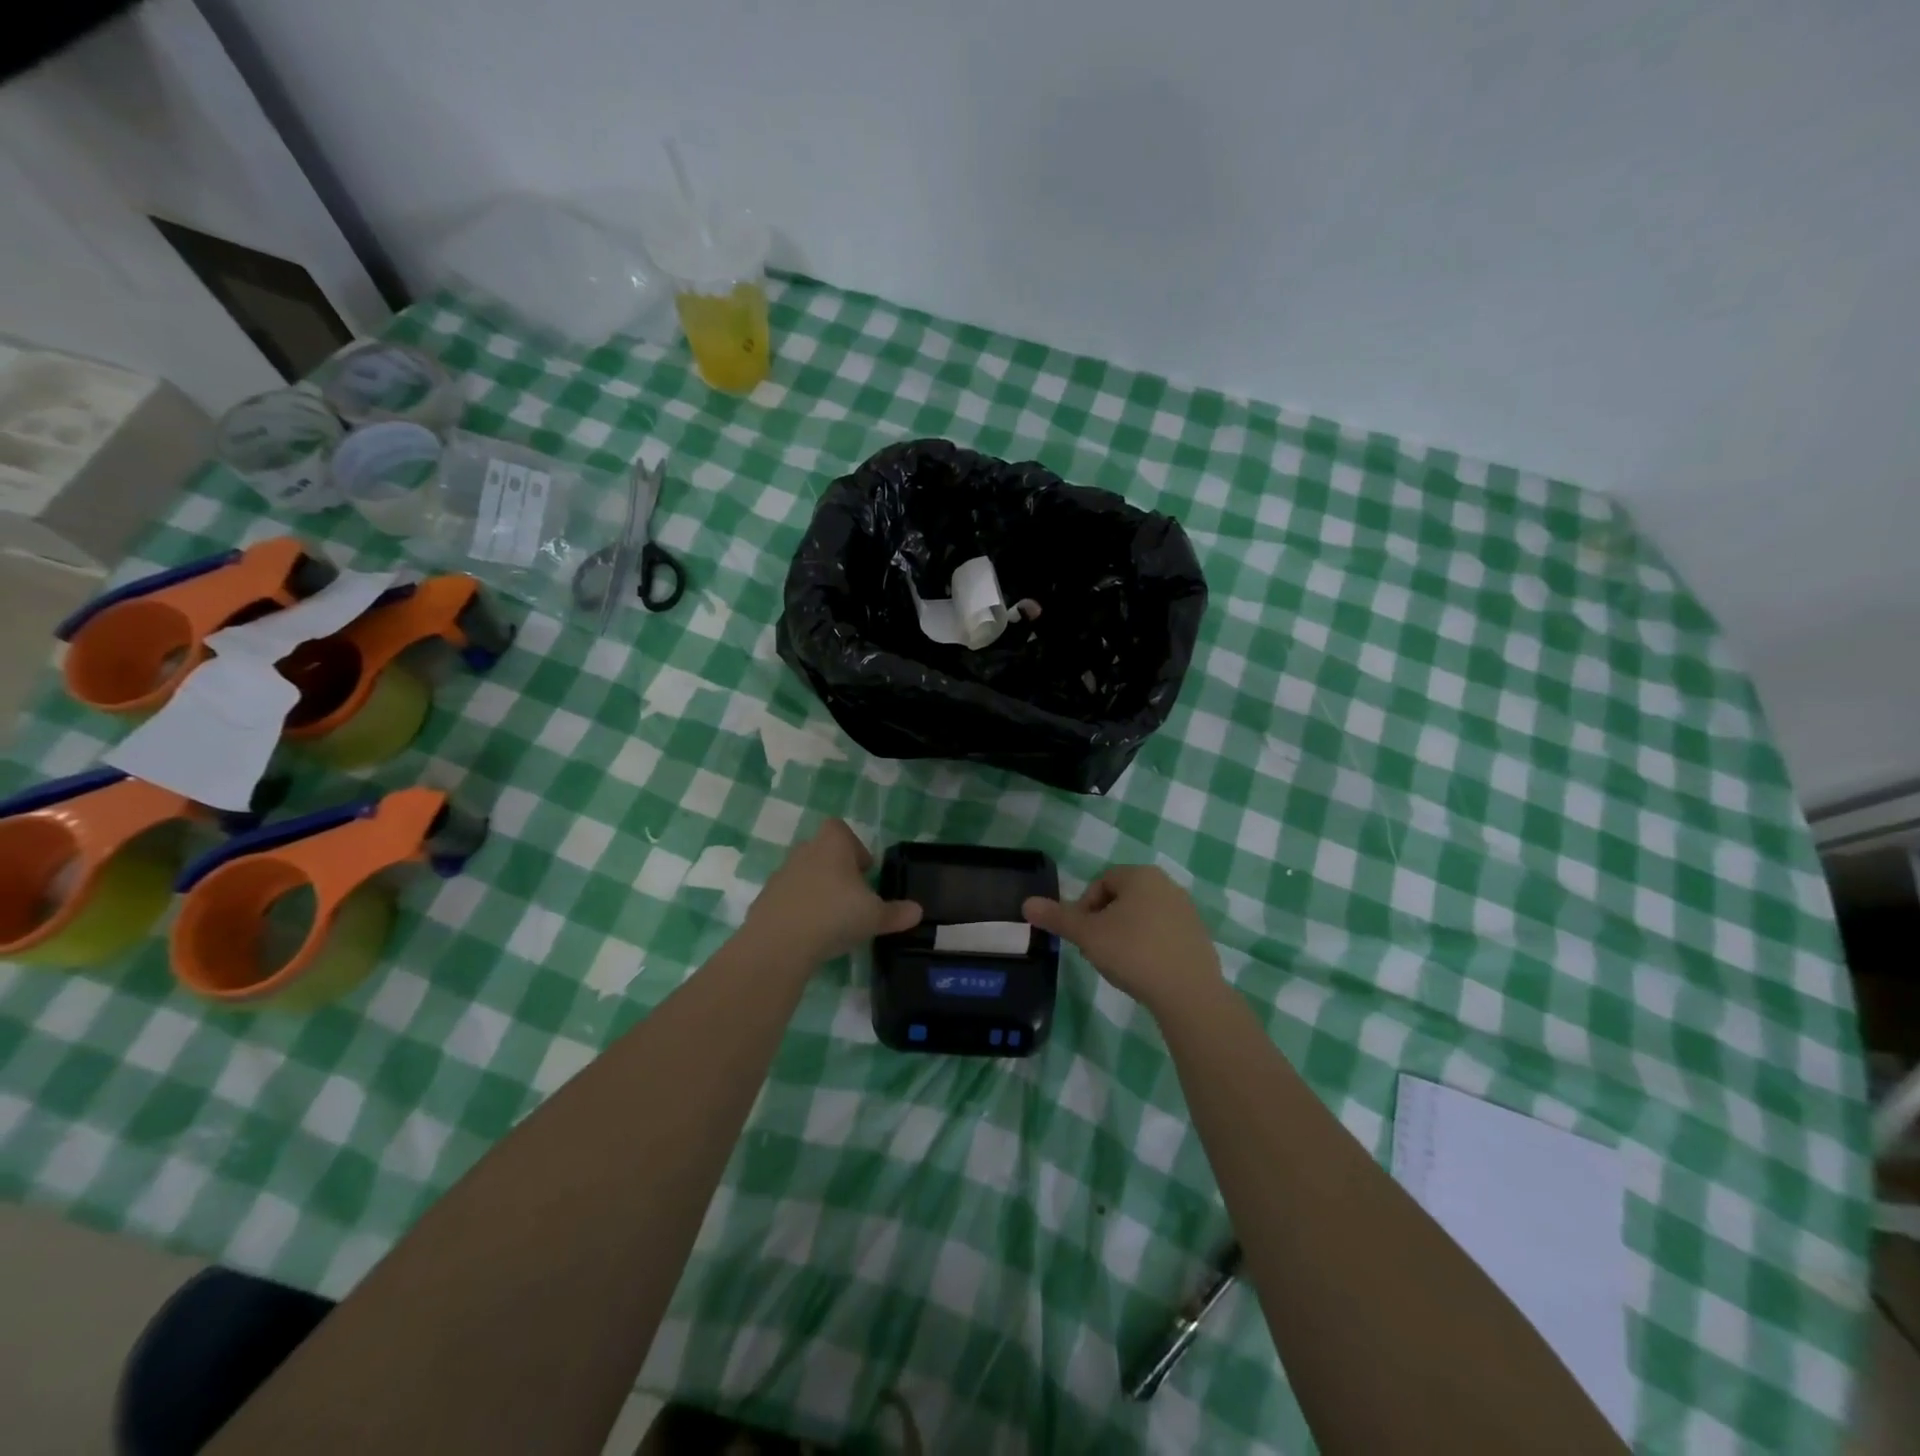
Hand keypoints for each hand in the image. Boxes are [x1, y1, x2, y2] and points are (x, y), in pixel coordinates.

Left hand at [745, 819, 921, 964]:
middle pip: (822, 852)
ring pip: (804, 876)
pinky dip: (799, 911)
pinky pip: (788, 900)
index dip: (854, 847)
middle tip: (853, 898)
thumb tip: (918, 911)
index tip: (865, 872)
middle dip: (837, 871)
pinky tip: (810, 935)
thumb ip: (896, 913)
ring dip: (817, 891)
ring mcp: (781, 876)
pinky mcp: (765, 901)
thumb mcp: (874, 916)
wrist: (779, 942)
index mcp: (832, 844)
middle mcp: (804, 852)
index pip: (841, 829)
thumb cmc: (834, 914)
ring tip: (832, 919)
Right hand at [1023, 866, 1220, 1012]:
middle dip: (1104, 921)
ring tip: (1119, 963)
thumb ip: (1058, 917)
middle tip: (1097, 949)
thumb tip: (1026, 903)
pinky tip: (1144, 971)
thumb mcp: (1087, 935)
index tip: (1082, 935)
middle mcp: (1167, 885)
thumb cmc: (1133, 952)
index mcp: (1141, 875)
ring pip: (1143, 917)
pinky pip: (1163, 935)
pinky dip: (1149, 947)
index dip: (1084, 907)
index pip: (1101, 881)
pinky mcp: (1199, 937)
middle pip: (1122, 898)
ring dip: (1126, 934)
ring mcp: (1187, 911)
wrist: (1188, 993)